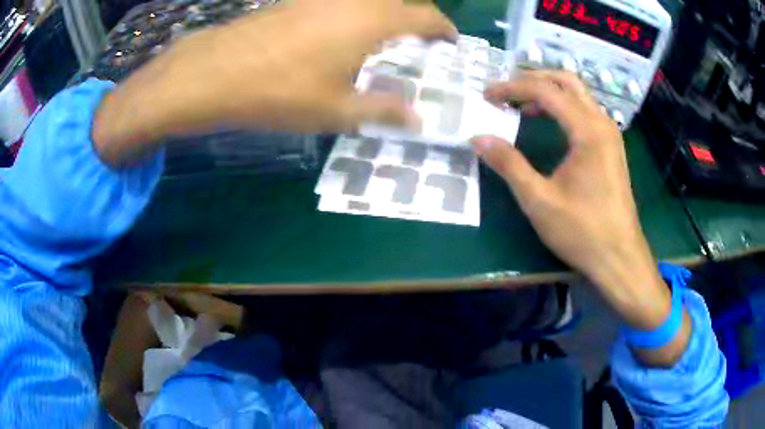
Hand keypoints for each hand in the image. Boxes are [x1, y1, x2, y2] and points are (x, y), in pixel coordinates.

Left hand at [93, 0, 455, 165]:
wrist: (214, 72)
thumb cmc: (279, 92)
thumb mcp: (337, 110)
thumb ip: (383, 110)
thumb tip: (417, 117)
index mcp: (372, 21)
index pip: (424, 16)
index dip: (443, 28)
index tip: (451, 41)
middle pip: (397, 2)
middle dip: (415, 19)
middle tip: (419, 42)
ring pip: (366, 0)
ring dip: (383, 16)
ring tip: (382, 41)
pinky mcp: (295, 1)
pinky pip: (339, 2)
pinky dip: (353, 14)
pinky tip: (340, 35)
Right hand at [472, 72, 674, 331]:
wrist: (619, 258)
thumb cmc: (582, 231)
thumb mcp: (539, 200)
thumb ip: (508, 164)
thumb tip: (478, 137)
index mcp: (587, 130)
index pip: (545, 91)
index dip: (512, 88)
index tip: (487, 96)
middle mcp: (602, 123)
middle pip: (567, 81)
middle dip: (533, 78)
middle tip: (505, 90)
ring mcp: (610, 134)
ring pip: (579, 95)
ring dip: (549, 92)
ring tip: (521, 104)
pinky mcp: (611, 147)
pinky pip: (586, 112)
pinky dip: (563, 107)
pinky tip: (548, 123)